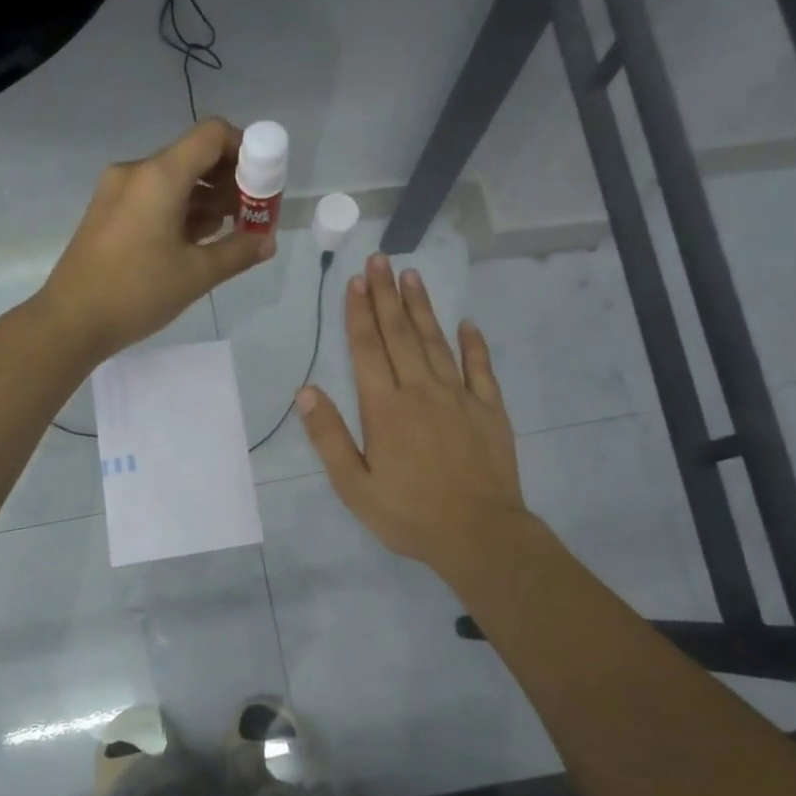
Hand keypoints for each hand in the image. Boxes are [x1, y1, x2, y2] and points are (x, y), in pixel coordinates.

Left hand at [41, 119, 275, 359]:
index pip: (212, 135)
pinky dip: (181, 210)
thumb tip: (268, 241)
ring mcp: (118, 192)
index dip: (245, 149)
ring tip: (230, 233)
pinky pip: (154, 197)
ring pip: (175, 179)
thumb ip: (239, 252)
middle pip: (194, 156)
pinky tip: (197, 241)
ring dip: (207, 199)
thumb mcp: (196, 275)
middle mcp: (137, 172)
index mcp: (159, 176)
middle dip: (230, 181)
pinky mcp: (108, 213)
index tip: (263, 184)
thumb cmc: (136, 293)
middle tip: (253, 215)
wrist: (70, 322)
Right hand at [297, 254, 530, 576]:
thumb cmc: (409, 514)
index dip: (358, 313)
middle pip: (401, 334)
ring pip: (437, 341)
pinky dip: (474, 344)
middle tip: (380, 260)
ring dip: (423, 307)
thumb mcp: (355, 486)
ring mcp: (460, 397)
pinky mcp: (490, 409)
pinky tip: (467, 323)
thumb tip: (305, 392)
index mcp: (385, 409)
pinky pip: (481, 368)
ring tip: (411, 276)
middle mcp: (421, 391)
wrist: (480, 535)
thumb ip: (329, 437)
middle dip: (386, 295)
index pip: (367, 349)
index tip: (354, 281)